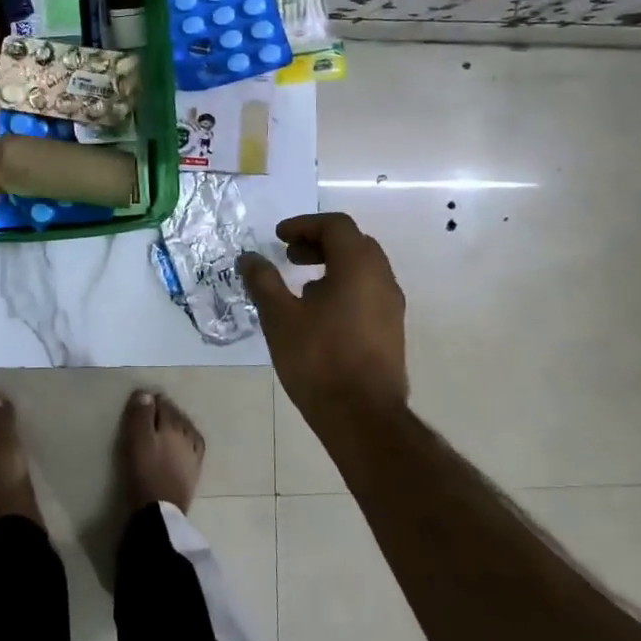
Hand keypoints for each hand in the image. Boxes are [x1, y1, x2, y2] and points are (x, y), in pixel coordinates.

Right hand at [241, 213, 407, 426]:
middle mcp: (382, 278)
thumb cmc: (318, 359)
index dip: (304, 224)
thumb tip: (248, 257)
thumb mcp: (280, 317)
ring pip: (363, 268)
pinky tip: (319, 313)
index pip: (336, 225)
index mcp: (358, 267)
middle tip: (290, 257)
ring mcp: (391, 305)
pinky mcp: (391, 329)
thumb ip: (263, 281)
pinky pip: (368, 291)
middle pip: (353, 242)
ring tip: (301, 285)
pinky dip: (343, 286)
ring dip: (332, 265)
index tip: (279, 238)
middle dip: (319, 242)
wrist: (362, 416)